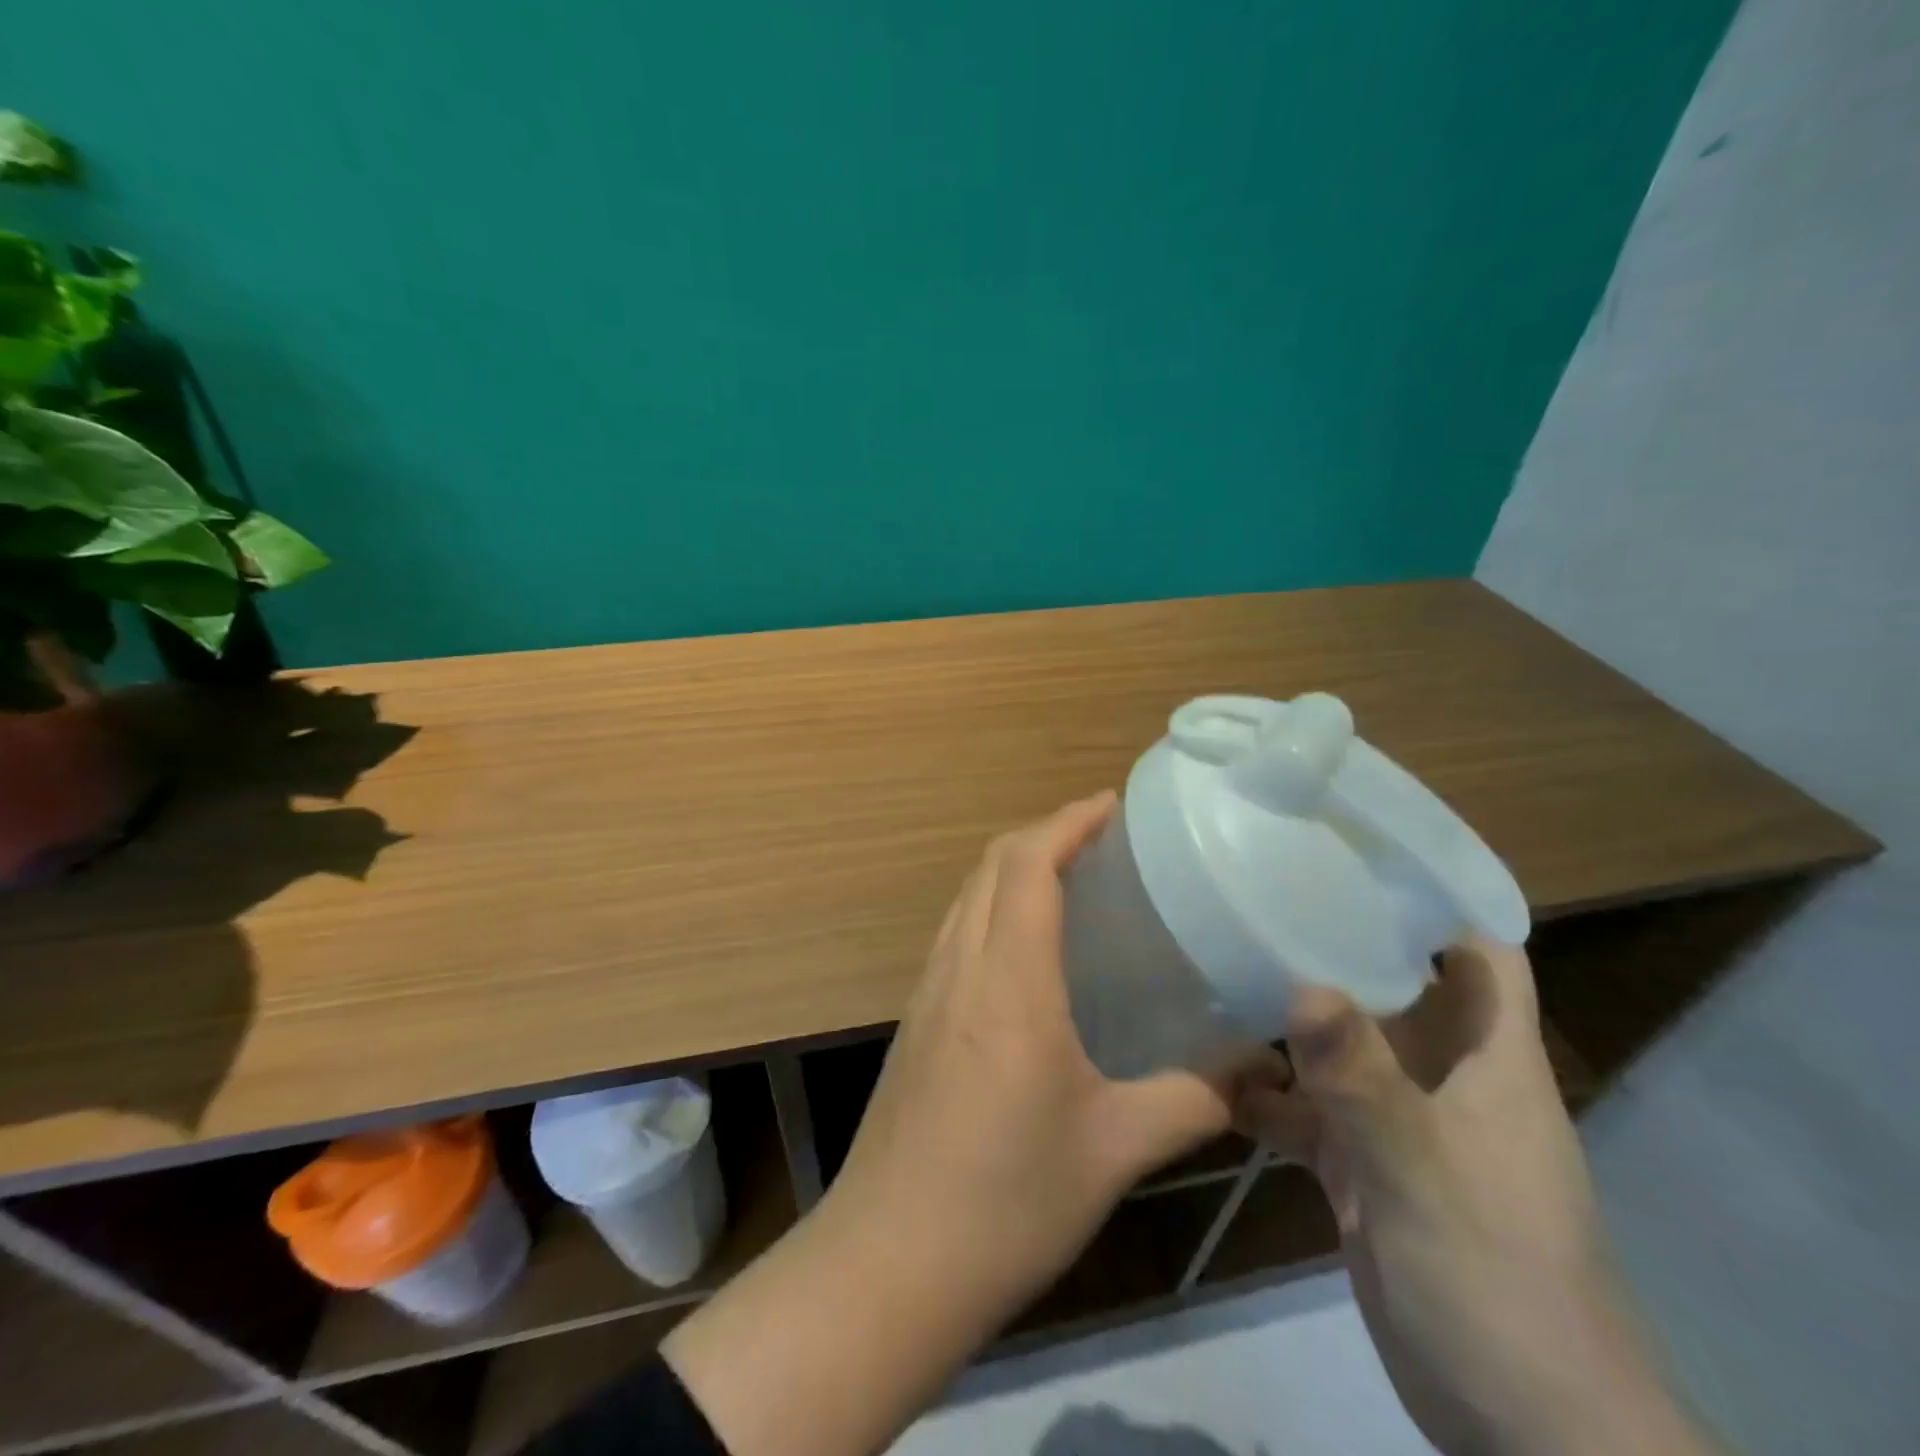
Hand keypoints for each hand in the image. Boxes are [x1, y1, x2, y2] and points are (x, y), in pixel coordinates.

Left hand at [664, 793, 1241, 1455]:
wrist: (889, 1262)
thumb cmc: (1004, 1201)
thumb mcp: (1113, 1150)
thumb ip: (1189, 1101)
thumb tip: (1254, 1073)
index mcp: (1008, 981)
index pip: (1027, 864)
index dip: (1068, 821)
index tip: (1113, 805)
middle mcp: (959, 967)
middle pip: (991, 865)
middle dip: (1044, 833)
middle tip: (1104, 839)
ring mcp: (927, 991)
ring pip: (967, 896)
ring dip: (1012, 868)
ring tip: (1071, 879)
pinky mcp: (914, 1021)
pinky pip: (955, 933)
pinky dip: (992, 908)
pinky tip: (1026, 950)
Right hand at [1239, 938, 1718, 1455]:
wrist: (1522, 1428)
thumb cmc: (1496, 1278)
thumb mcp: (1424, 1173)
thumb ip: (1365, 1083)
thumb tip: (1304, 988)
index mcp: (1485, 1057)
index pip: (1477, 949)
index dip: (1432, 897)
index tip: (1355, 851)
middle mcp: (1441, 1074)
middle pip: (1390, 983)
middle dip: (1332, 939)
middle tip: (1257, 891)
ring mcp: (1398, 1120)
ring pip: (1339, 1043)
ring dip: (1286, 1016)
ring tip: (1214, 965)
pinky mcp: (1363, 1166)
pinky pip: (1306, 1109)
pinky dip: (1265, 1093)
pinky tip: (1209, 1075)